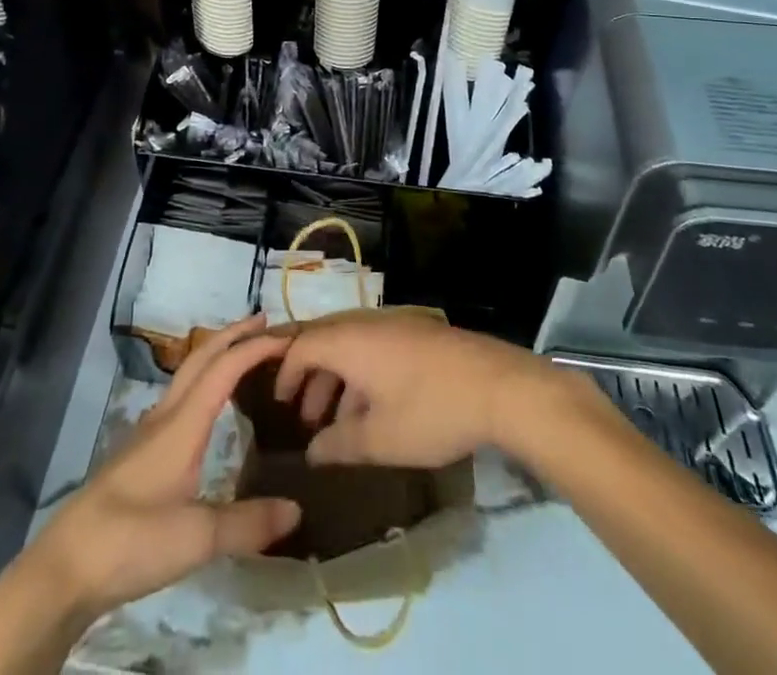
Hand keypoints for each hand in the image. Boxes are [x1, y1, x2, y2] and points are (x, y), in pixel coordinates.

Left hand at [35, 315, 301, 609]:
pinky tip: (208, 409)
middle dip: (233, 334)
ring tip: (243, 355)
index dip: (255, 347)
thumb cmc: (130, 541)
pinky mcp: (139, 455)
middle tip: (266, 323)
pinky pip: (179, 399)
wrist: (64, 568)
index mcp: (182, 424)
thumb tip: (297, 509)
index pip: (223, 368)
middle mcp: (165, 417)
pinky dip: (203, 383)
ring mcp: (148, 434)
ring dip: (216, 355)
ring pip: (187, 375)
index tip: (288, 337)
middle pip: (201, 358)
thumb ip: (247, 523)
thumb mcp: (196, 538)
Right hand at [272, 312, 557, 467]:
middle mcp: (367, 324)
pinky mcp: (419, 335)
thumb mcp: (379, 439)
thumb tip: (312, 452)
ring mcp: (396, 326)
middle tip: (304, 417)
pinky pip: (375, 348)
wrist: (497, 386)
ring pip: (353, 347)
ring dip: (338, 380)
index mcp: (350, 342)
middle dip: (310, 377)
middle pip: (326, 342)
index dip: (286, 373)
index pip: (302, 346)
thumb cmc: (430, 411)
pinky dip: (363, 375)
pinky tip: (374, 411)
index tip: (278, 404)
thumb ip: (340, 445)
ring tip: (337, 424)